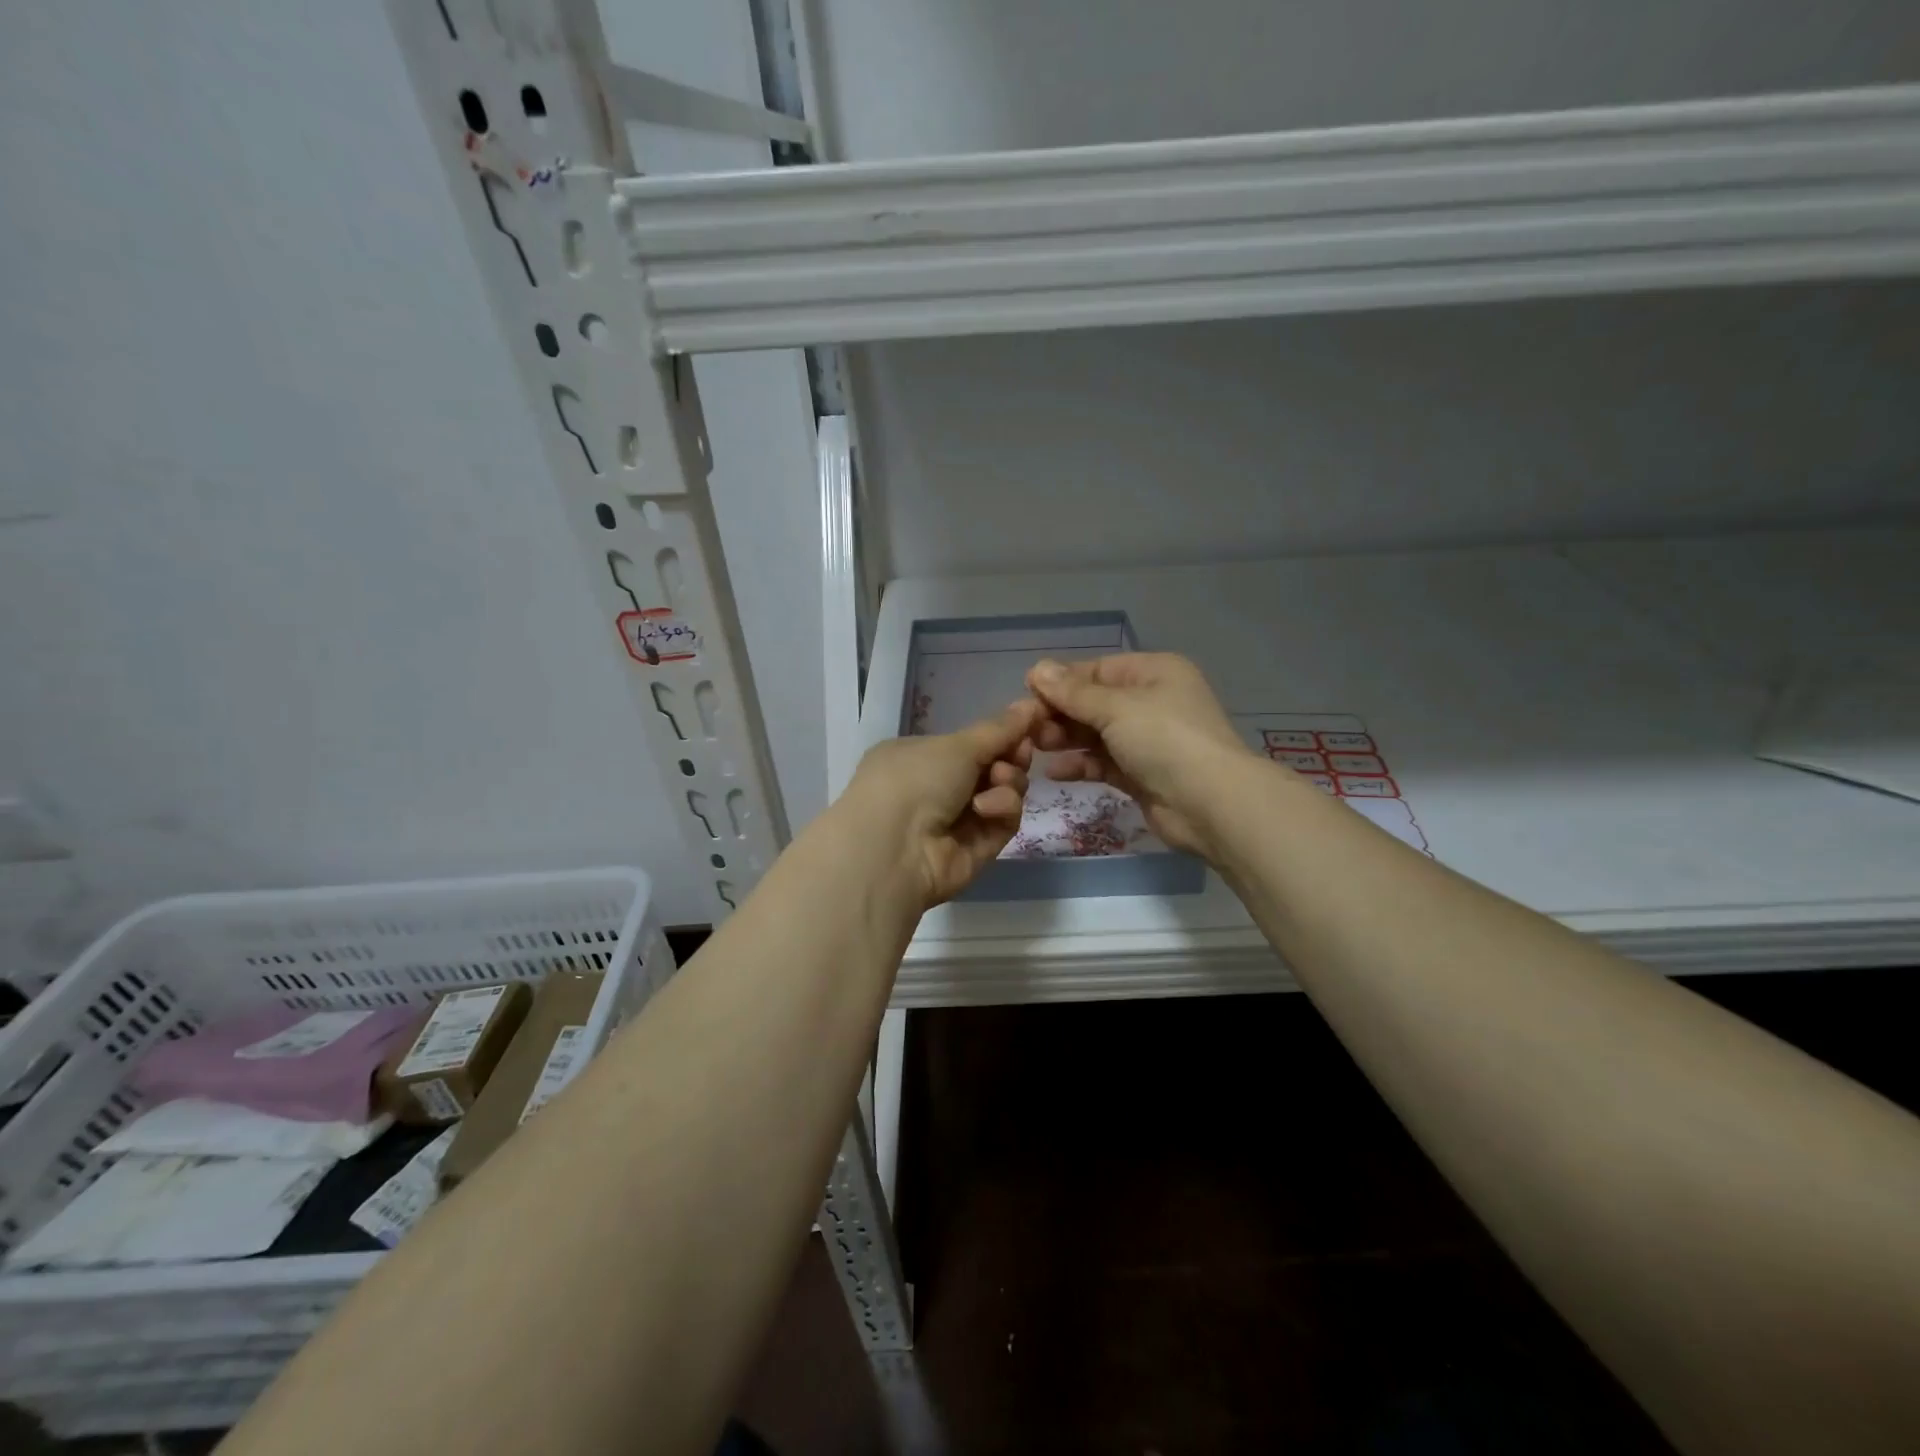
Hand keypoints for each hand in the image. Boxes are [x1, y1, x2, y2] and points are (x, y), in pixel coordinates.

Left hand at [839, 701, 1039, 907]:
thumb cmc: (915, 779)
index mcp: (920, 755)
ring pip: (1004, 792)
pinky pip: (1004, 820)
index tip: (1029, 724)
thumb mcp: (957, 745)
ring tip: (999, 779)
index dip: (1002, 734)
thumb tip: (1032, 703)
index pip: (971, 742)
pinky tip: (986, 808)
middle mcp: (937, 787)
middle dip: (1011, 756)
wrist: (895, 848)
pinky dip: (1001, 808)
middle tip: (1020, 752)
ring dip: (1009, 781)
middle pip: (993, 766)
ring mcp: (958, 820)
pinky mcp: (977, 847)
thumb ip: (1000, 728)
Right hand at [1025, 653, 1258, 859]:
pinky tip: (1053, 772)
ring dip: (1065, 739)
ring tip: (1034, 747)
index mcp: (1153, 673)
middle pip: (1094, 702)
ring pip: (1096, 734)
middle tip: (1026, 727)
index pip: (1097, 670)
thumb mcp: (1116, 708)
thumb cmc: (1164, 739)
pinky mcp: (1141, 775)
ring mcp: (1147, 741)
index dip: (1062, 681)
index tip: (1026, 693)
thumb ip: (1073, 692)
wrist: (1210, 804)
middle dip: (1060, 713)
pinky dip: (1080, 765)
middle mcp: (1151, 702)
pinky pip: (1103, 763)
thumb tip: (1037, 669)